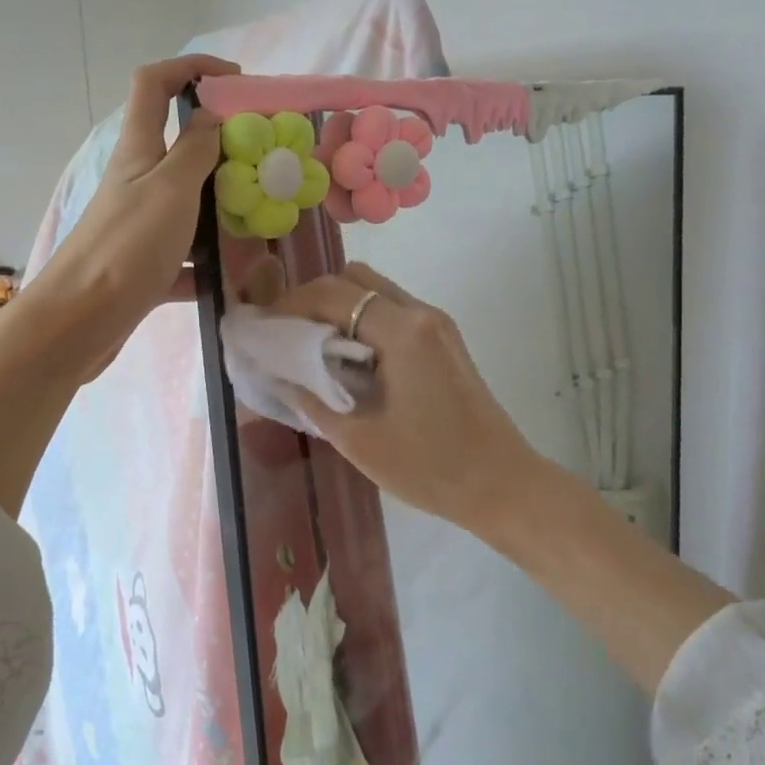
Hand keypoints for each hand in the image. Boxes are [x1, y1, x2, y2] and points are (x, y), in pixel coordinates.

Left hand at [20, 54, 233, 380]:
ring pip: (189, 202)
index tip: (237, 81)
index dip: (192, 68)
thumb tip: (213, 117)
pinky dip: (210, 263)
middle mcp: (138, 181)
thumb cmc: (128, 246)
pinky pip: (187, 256)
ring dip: (223, 205)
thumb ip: (197, 150)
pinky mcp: (146, 265)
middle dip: (223, 146)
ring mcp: (141, 224)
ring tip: (263, 217)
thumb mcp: (172, 188)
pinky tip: (239, 277)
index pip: (154, 83)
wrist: (81, 320)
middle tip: (266, 161)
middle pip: (180, 146)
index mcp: (139, 149)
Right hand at [270, 263, 544, 534]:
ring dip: (340, 308)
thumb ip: (310, 398)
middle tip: (287, 335)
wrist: (501, 485)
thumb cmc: (429, 467)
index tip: (263, 330)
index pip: (332, 294)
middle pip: (355, 279)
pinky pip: (394, 311)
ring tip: (312, 347)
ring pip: (376, 291)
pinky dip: (364, 321)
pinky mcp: (445, 340)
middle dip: (313, 299)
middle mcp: (421, 313)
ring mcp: (437, 324)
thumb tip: (274, 373)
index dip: (289, 306)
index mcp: (402, 331)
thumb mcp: (357, 439)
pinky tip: (349, 359)